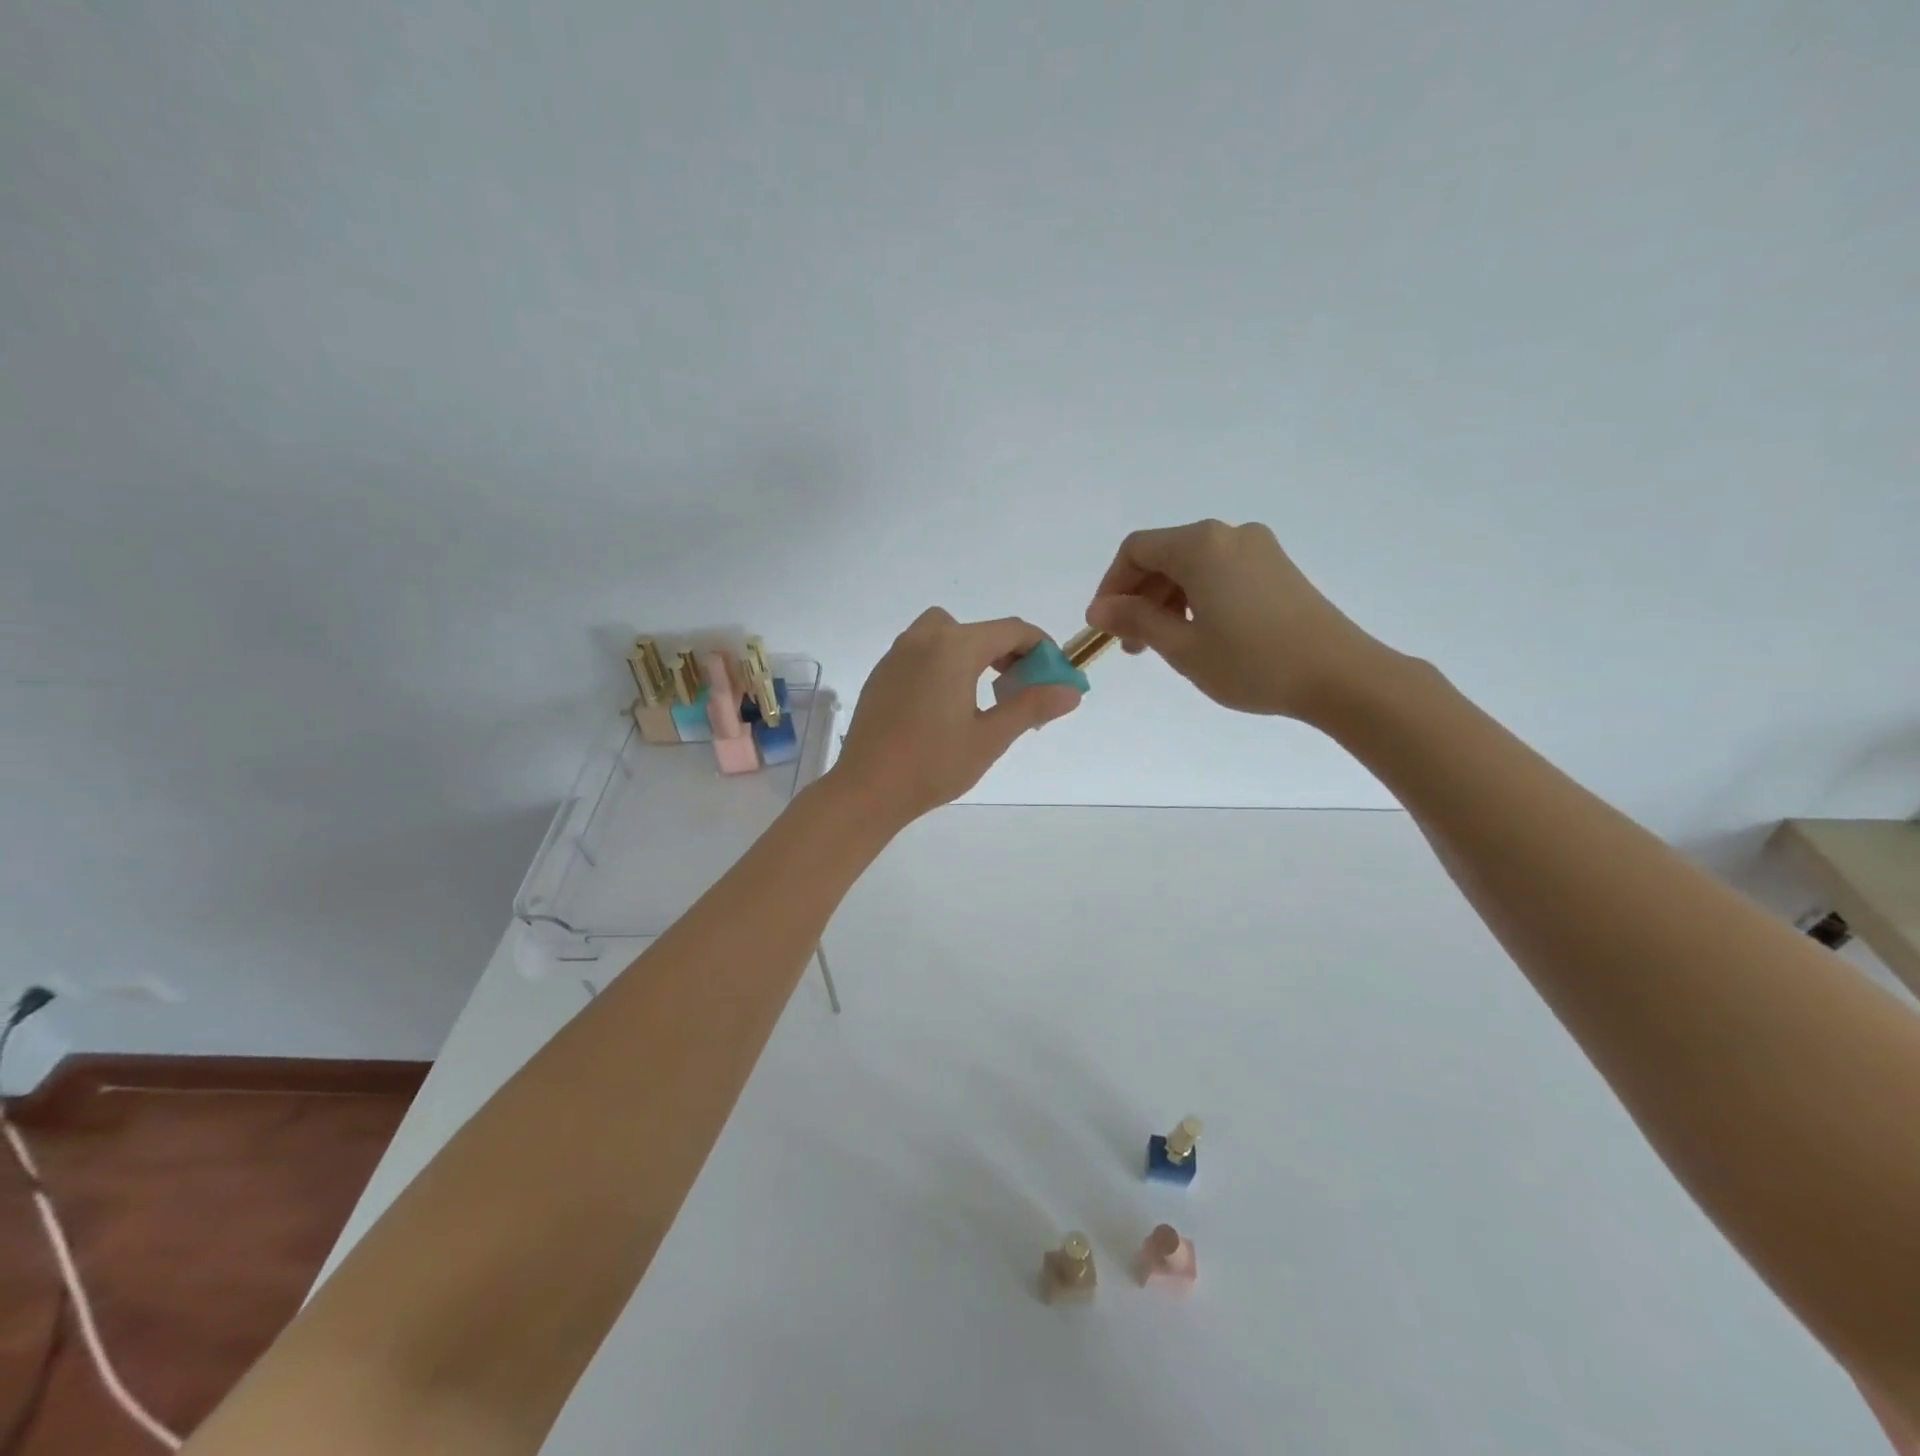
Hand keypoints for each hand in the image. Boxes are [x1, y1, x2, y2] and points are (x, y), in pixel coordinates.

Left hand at [834, 610, 1080, 825]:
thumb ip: (1032, 706)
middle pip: (980, 630)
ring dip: (974, 654)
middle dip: (1008, 652)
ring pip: (948, 636)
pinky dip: (945, 663)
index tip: (1055, 675)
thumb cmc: (933, 764)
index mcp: (954, 647)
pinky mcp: (882, 673)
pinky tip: (945, 704)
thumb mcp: (990, 738)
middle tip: (1020, 689)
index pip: (1012, 630)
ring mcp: (897, 654)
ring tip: (983, 695)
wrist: (867, 789)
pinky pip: (923, 652)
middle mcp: (924, 638)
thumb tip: (1071, 691)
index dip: (1041, 648)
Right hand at [1085, 519, 1393, 720]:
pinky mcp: (1277, 568)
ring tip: (1165, 645)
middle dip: (1140, 597)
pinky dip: (1197, 597)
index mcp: (1201, 545)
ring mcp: (1258, 549)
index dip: (1112, 586)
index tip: (1106, 626)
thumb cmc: (1251, 662)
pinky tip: (1200, 634)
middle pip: (1164, 555)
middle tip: (1133, 646)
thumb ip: (1136, 621)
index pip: (1136, 550)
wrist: (1339, 675)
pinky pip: (1220, 572)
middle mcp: (1228, 535)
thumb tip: (1099, 609)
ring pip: (1192, 566)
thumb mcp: (1182, 647)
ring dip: (1167, 600)